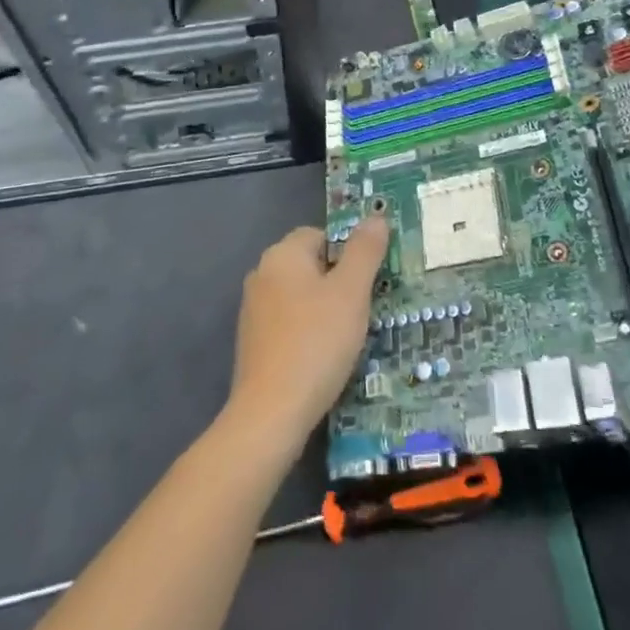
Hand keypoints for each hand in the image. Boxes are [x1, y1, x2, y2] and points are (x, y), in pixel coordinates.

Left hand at [225, 216, 387, 444]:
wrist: (271, 412)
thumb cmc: (316, 342)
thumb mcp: (351, 292)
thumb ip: (365, 251)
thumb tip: (376, 217)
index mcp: (282, 255)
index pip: (320, 234)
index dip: (348, 252)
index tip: (369, 281)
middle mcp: (261, 274)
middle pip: (309, 264)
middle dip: (338, 282)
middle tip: (364, 308)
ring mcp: (253, 310)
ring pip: (299, 296)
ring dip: (324, 309)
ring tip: (348, 336)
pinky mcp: (252, 342)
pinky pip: (288, 323)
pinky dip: (307, 332)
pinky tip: (323, 357)